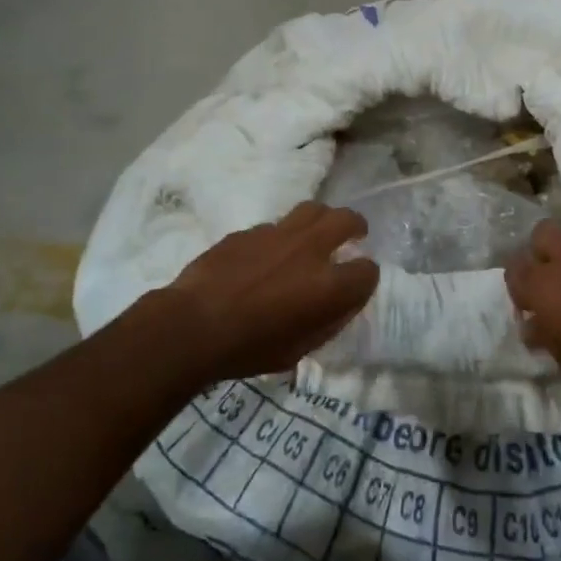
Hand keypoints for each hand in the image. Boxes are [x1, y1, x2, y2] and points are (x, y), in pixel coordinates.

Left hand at [162, 202, 378, 381]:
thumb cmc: (249, 349)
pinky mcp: (250, 230)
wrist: (193, 325)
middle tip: (354, 233)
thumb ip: (326, 323)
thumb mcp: (298, 351)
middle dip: (355, 226)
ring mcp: (278, 234)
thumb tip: (338, 305)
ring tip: (317, 231)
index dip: (366, 278)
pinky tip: (269, 253)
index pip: (367, 271)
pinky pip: (275, 226)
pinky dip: (281, 236)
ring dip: (321, 219)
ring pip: (312, 209)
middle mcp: (310, 250)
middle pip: (346, 220)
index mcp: (329, 286)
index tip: (358, 284)